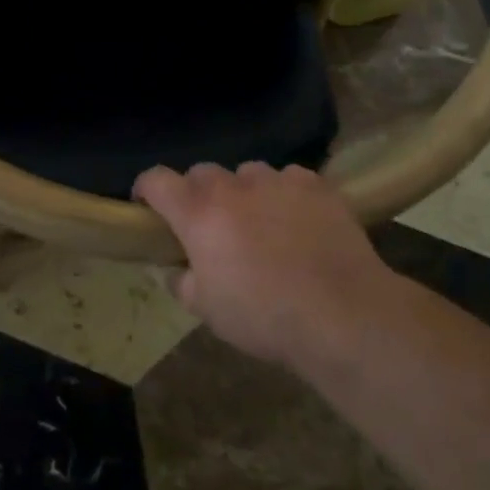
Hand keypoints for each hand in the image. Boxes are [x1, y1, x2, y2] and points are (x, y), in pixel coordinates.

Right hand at [133, 162, 386, 365]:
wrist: (342, 314)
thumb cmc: (264, 316)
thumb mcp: (207, 311)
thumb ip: (182, 283)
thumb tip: (176, 270)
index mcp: (198, 213)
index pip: (156, 179)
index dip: (146, 189)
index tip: (148, 207)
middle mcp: (233, 186)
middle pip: (202, 173)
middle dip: (198, 195)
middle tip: (211, 227)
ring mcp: (276, 180)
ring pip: (247, 174)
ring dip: (244, 193)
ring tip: (261, 223)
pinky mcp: (315, 184)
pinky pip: (288, 179)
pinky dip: (285, 195)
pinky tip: (298, 222)